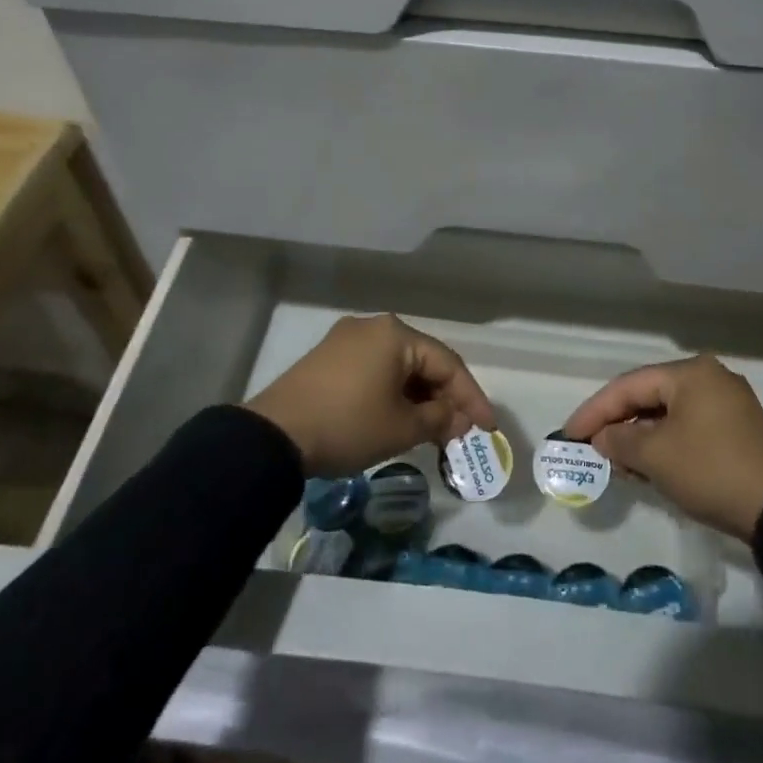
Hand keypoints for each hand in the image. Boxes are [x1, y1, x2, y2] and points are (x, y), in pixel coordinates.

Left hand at [245, 314, 496, 478]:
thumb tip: (460, 420)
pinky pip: (374, 371)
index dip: (472, 397)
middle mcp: (373, 327)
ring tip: (432, 429)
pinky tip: (398, 418)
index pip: (448, 363)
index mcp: (396, 334)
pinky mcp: (327, 358)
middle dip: (445, 397)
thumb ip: (439, 419)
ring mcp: (346, 340)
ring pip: (398, 367)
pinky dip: (392, 393)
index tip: (488, 428)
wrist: (274, 436)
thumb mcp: (401, 427)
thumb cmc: (348, 425)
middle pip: (422, 362)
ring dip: (419, 397)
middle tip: (460, 431)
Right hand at [563, 355, 762, 540]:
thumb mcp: (656, 456)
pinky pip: (689, 427)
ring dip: (640, 436)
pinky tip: (649, 465)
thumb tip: (602, 438)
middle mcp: (710, 378)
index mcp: (690, 373)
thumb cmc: (710, 469)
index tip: (569, 434)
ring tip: (616, 461)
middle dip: (618, 423)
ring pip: (669, 413)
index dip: (595, 410)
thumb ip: (620, 441)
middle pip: (649, 396)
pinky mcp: (739, 429)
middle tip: (591, 447)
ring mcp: (728, 403)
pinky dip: (664, 443)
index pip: (629, 385)